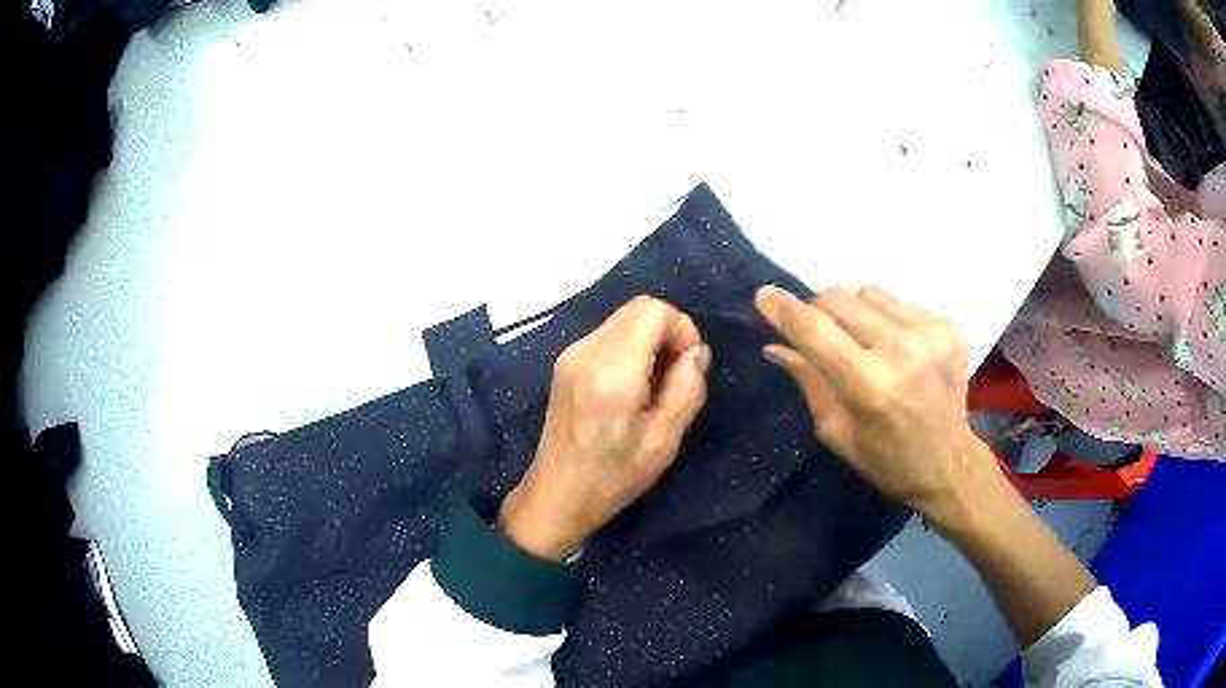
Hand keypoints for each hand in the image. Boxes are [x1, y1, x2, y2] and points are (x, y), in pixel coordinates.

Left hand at [499, 296, 711, 560]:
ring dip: (648, 342)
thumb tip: (697, 351)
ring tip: (653, 388)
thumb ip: (688, 387)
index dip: (681, 329)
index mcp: (612, 370)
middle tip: (673, 377)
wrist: (557, 495)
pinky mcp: (565, 364)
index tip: (688, 367)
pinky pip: (607, 337)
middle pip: (637, 308)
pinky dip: (629, 350)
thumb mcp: (664, 439)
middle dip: (666, 333)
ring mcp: (571, 355)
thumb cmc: (614, 477)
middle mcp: (587, 351)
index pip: (653, 309)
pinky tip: (630, 389)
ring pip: (622, 321)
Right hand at [755, 285, 999, 525]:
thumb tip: (775, 345)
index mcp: (871, 387)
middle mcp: (903, 352)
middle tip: (819, 331)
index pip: (816, 332)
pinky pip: (899, 303)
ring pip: (869, 292)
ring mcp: (931, 334)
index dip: (785, 310)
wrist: (950, 464)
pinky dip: (886, 318)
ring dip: (854, 311)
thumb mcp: (837, 433)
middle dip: (818, 309)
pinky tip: (896, 347)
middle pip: (840, 298)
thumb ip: (808, 382)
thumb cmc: (886, 461)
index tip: (764, 295)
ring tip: (863, 341)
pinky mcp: (949, 327)